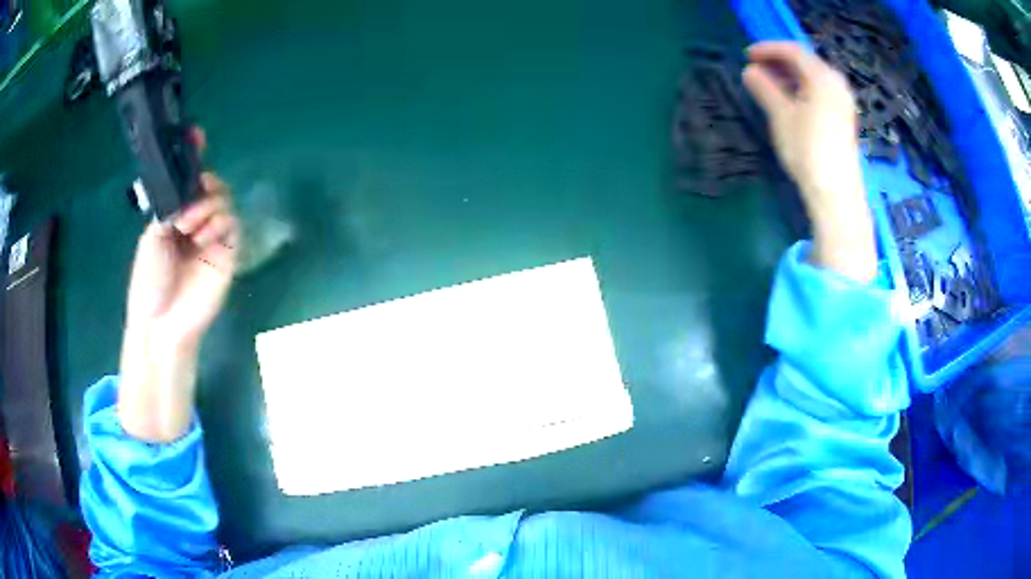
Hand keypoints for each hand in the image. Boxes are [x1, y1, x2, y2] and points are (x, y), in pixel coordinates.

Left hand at [124, 130, 238, 348]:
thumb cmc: (150, 280)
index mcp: (176, 215)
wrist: (162, 320)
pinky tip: (203, 236)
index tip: (197, 135)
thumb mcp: (152, 236)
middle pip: (211, 185)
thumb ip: (171, 206)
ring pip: (224, 199)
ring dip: (207, 205)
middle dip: (202, 186)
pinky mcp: (228, 251)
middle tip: (186, 209)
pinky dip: (218, 220)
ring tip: (189, 227)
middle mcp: (196, 221)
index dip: (194, 157)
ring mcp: (213, 236)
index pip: (189, 181)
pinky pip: (232, 221)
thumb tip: (189, 187)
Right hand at [742, 41, 876, 281]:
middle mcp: (837, 84)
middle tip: (757, 67)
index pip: (793, 51)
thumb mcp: (781, 116)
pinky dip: (802, 88)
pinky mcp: (843, 118)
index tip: (747, 55)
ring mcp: (843, 102)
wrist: (836, 193)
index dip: (768, 49)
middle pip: (806, 62)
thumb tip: (750, 71)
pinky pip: (821, 91)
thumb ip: (765, 88)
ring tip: (769, 83)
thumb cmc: (808, 151)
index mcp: (822, 77)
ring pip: (814, 77)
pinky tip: (790, 99)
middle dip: (780, 61)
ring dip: (790, 75)